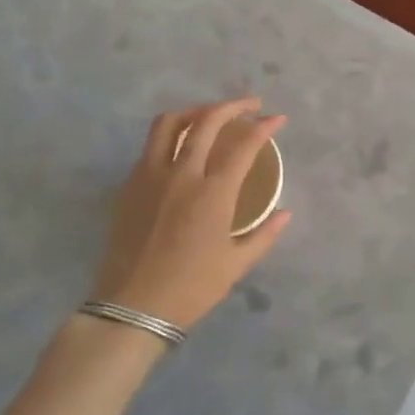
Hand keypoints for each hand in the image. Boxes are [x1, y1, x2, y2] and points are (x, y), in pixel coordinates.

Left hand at [93, 98, 290, 330]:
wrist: (132, 308)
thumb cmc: (191, 288)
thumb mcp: (236, 265)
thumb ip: (263, 234)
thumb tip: (285, 213)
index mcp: (213, 193)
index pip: (243, 145)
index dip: (264, 127)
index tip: (278, 119)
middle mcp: (181, 174)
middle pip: (206, 121)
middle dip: (232, 106)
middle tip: (250, 105)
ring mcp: (150, 176)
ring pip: (169, 124)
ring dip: (195, 111)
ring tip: (210, 114)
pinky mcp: (129, 186)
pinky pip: (151, 146)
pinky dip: (171, 135)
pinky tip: (181, 147)